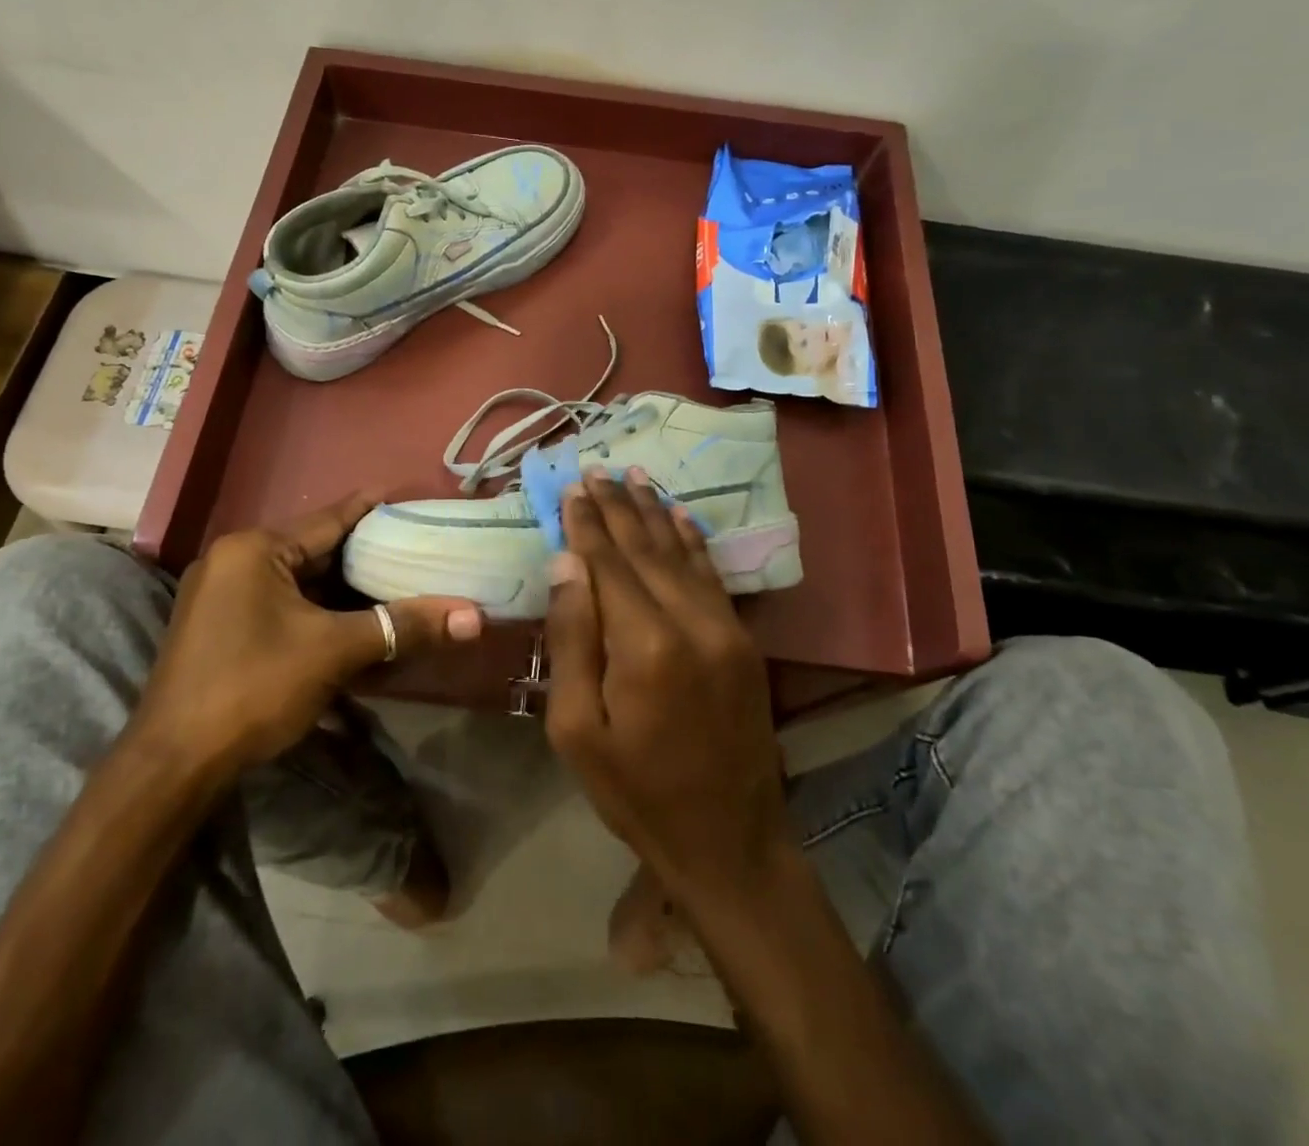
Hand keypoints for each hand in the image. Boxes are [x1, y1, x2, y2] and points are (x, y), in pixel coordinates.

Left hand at [135, 492, 483, 772]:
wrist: (173, 765)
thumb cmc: (253, 687)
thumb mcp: (334, 651)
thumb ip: (403, 626)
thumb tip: (472, 617)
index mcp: (254, 549)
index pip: (329, 518)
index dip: (373, 509)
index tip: (410, 497)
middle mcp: (234, 560)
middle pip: (315, 550)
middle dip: (365, 554)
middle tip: (416, 549)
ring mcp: (222, 595)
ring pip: (300, 581)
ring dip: (344, 587)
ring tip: (396, 581)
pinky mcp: (221, 627)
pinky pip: (282, 604)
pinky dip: (319, 610)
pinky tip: (353, 620)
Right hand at [543, 470, 790, 904]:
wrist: (728, 840)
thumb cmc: (635, 791)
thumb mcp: (574, 729)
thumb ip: (571, 639)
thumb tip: (566, 563)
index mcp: (643, 644)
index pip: (607, 563)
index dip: (587, 523)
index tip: (573, 487)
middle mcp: (689, 621)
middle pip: (645, 548)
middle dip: (618, 507)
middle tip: (597, 469)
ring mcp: (724, 627)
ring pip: (682, 553)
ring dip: (656, 512)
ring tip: (635, 476)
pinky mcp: (743, 640)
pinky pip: (713, 575)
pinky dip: (693, 540)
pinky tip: (681, 516)